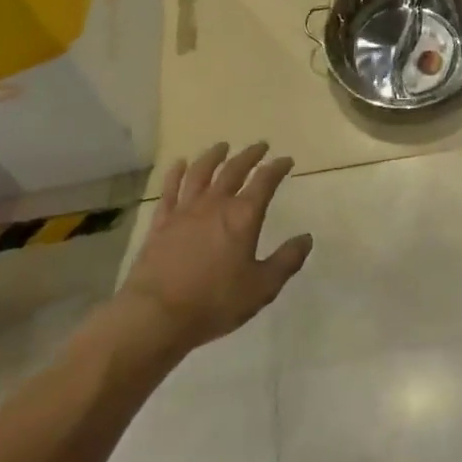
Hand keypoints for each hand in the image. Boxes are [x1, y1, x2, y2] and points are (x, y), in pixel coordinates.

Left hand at [118, 142, 312, 352]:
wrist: (155, 315)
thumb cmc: (214, 302)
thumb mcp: (261, 287)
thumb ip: (286, 261)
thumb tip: (306, 238)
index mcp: (243, 216)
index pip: (265, 181)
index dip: (277, 167)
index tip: (286, 160)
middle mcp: (215, 204)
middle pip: (234, 170)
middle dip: (250, 155)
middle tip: (260, 146)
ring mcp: (185, 210)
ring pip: (201, 172)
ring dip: (213, 156)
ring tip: (222, 147)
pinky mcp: (161, 223)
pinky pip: (169, 190)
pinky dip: (175, 174)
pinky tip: (179, 165)